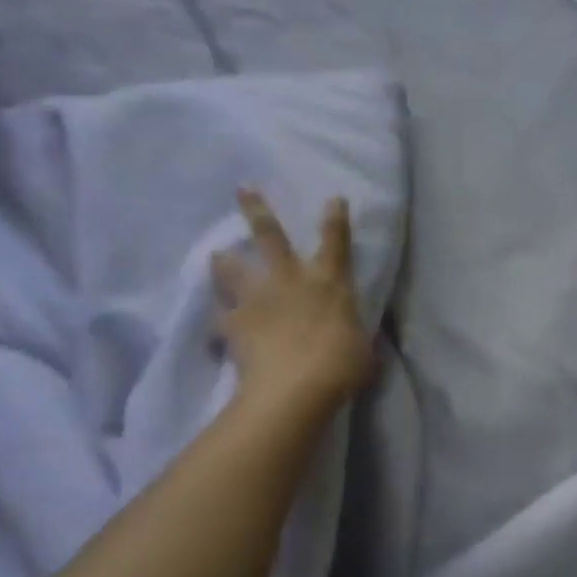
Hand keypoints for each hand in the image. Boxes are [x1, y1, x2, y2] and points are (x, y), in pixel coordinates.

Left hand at [212, 189, 375, 410]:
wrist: (296, 388)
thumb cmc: (341, 366)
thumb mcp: (362, 350)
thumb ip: (356, 337)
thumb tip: (359, 342)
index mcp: (330, 283)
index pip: (336, 243)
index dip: (335, 219)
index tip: (333, 199)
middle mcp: (291, 280)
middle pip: (270, 236)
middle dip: (257, 210)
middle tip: (243, 188)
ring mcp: (258, 298)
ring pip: (233, 268)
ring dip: (223, 262)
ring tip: (216, 255)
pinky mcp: (233, 322)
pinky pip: (220, 317)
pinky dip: (218, 322)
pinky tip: (214, 329)